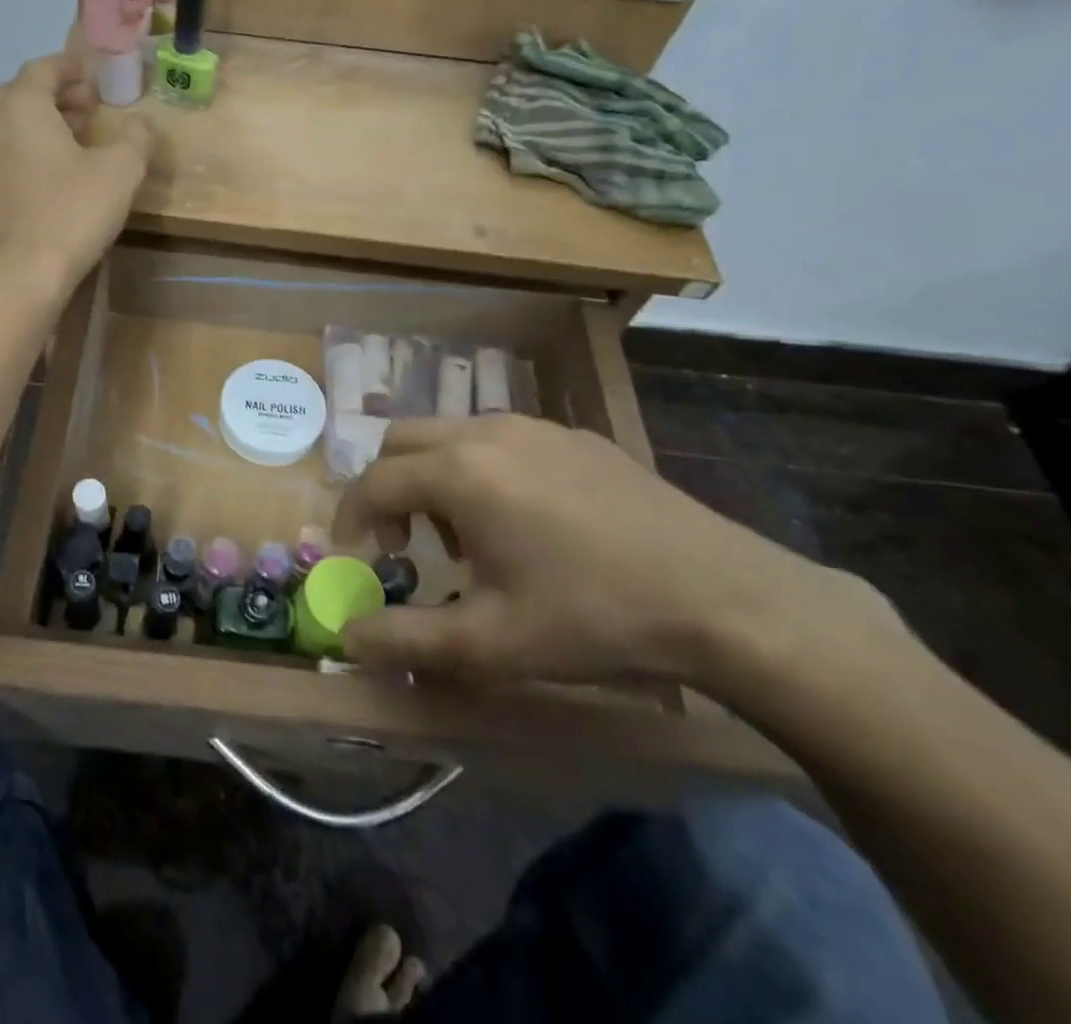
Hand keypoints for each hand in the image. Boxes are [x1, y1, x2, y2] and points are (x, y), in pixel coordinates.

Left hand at [0, 51, 152, 298]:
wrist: (22, 276)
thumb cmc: (72, 213)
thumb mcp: (121, 172)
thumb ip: (136, 138)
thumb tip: (142, 125)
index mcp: (20, 107)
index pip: (42, 69)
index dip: (70, 68)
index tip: (93, 77)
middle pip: (20, 96)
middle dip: (55, 97)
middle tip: (88, 110)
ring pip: (7, 129)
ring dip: (38, 127)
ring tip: (70, 145)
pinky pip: (0, 160)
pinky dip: (23, 155)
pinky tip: (46, 181)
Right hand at [334, 416, 899, 690]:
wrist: (722, 595)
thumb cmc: (592, 616)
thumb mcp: (490, 644)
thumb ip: (406, 641)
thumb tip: (348, 638)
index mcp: (459, 472)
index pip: (373, 482)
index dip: (351, 519)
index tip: (358, 559)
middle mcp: (486, 432)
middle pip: (402, 441)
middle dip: (386, 488)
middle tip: (404, 544)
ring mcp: (535, 427)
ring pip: (451, 434)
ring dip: (433, 477)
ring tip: (467, 538)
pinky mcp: (574, 436)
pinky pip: (499, 438)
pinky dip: (479, 469)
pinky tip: (522, 523)